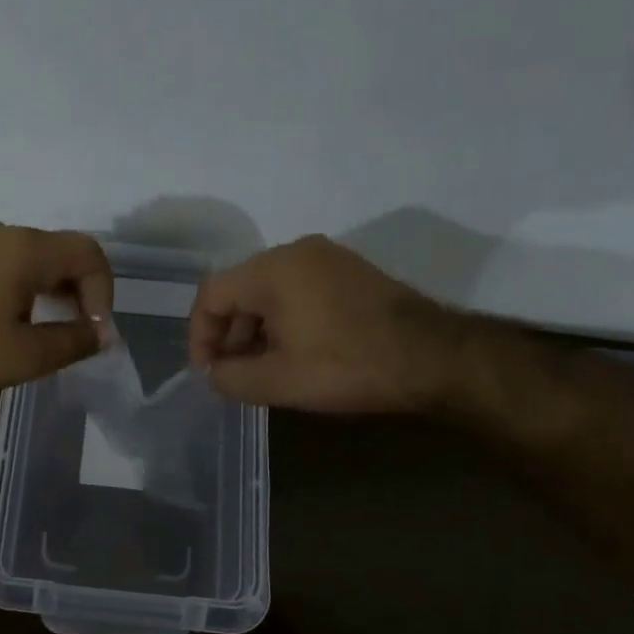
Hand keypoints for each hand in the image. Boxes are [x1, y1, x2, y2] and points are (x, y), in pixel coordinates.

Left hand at [0, 222, 113, 398]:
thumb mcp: (26, 355)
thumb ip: (73, 342)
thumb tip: (102, 334)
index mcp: (27, 248)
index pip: (89, 253)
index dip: (104, 292)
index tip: (93, 332)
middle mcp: (3, 233)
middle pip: (61, 252)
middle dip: (79, 292)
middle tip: (76, 333)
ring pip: (32, 257)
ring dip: (51, 290)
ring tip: (46, 330)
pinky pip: (5, 262)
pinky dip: (23, 286)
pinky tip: (9, 320)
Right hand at [187, 235, 467, 412]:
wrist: (434, 357)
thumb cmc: (347, 365)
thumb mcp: (278, 381)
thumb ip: (230, 377)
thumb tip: (214, 372)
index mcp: (272, 269)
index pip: (212, 295)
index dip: (200, 336)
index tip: (208, 372)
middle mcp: (296, 251)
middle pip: (240, 289)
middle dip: (230, 334)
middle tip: (234, 374)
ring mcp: (327, 257)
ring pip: (270, 291)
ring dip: (257, 330)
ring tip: (264, 368)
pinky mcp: (350, 271)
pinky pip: (299, 290)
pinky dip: (285, 319)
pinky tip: (296, 352)